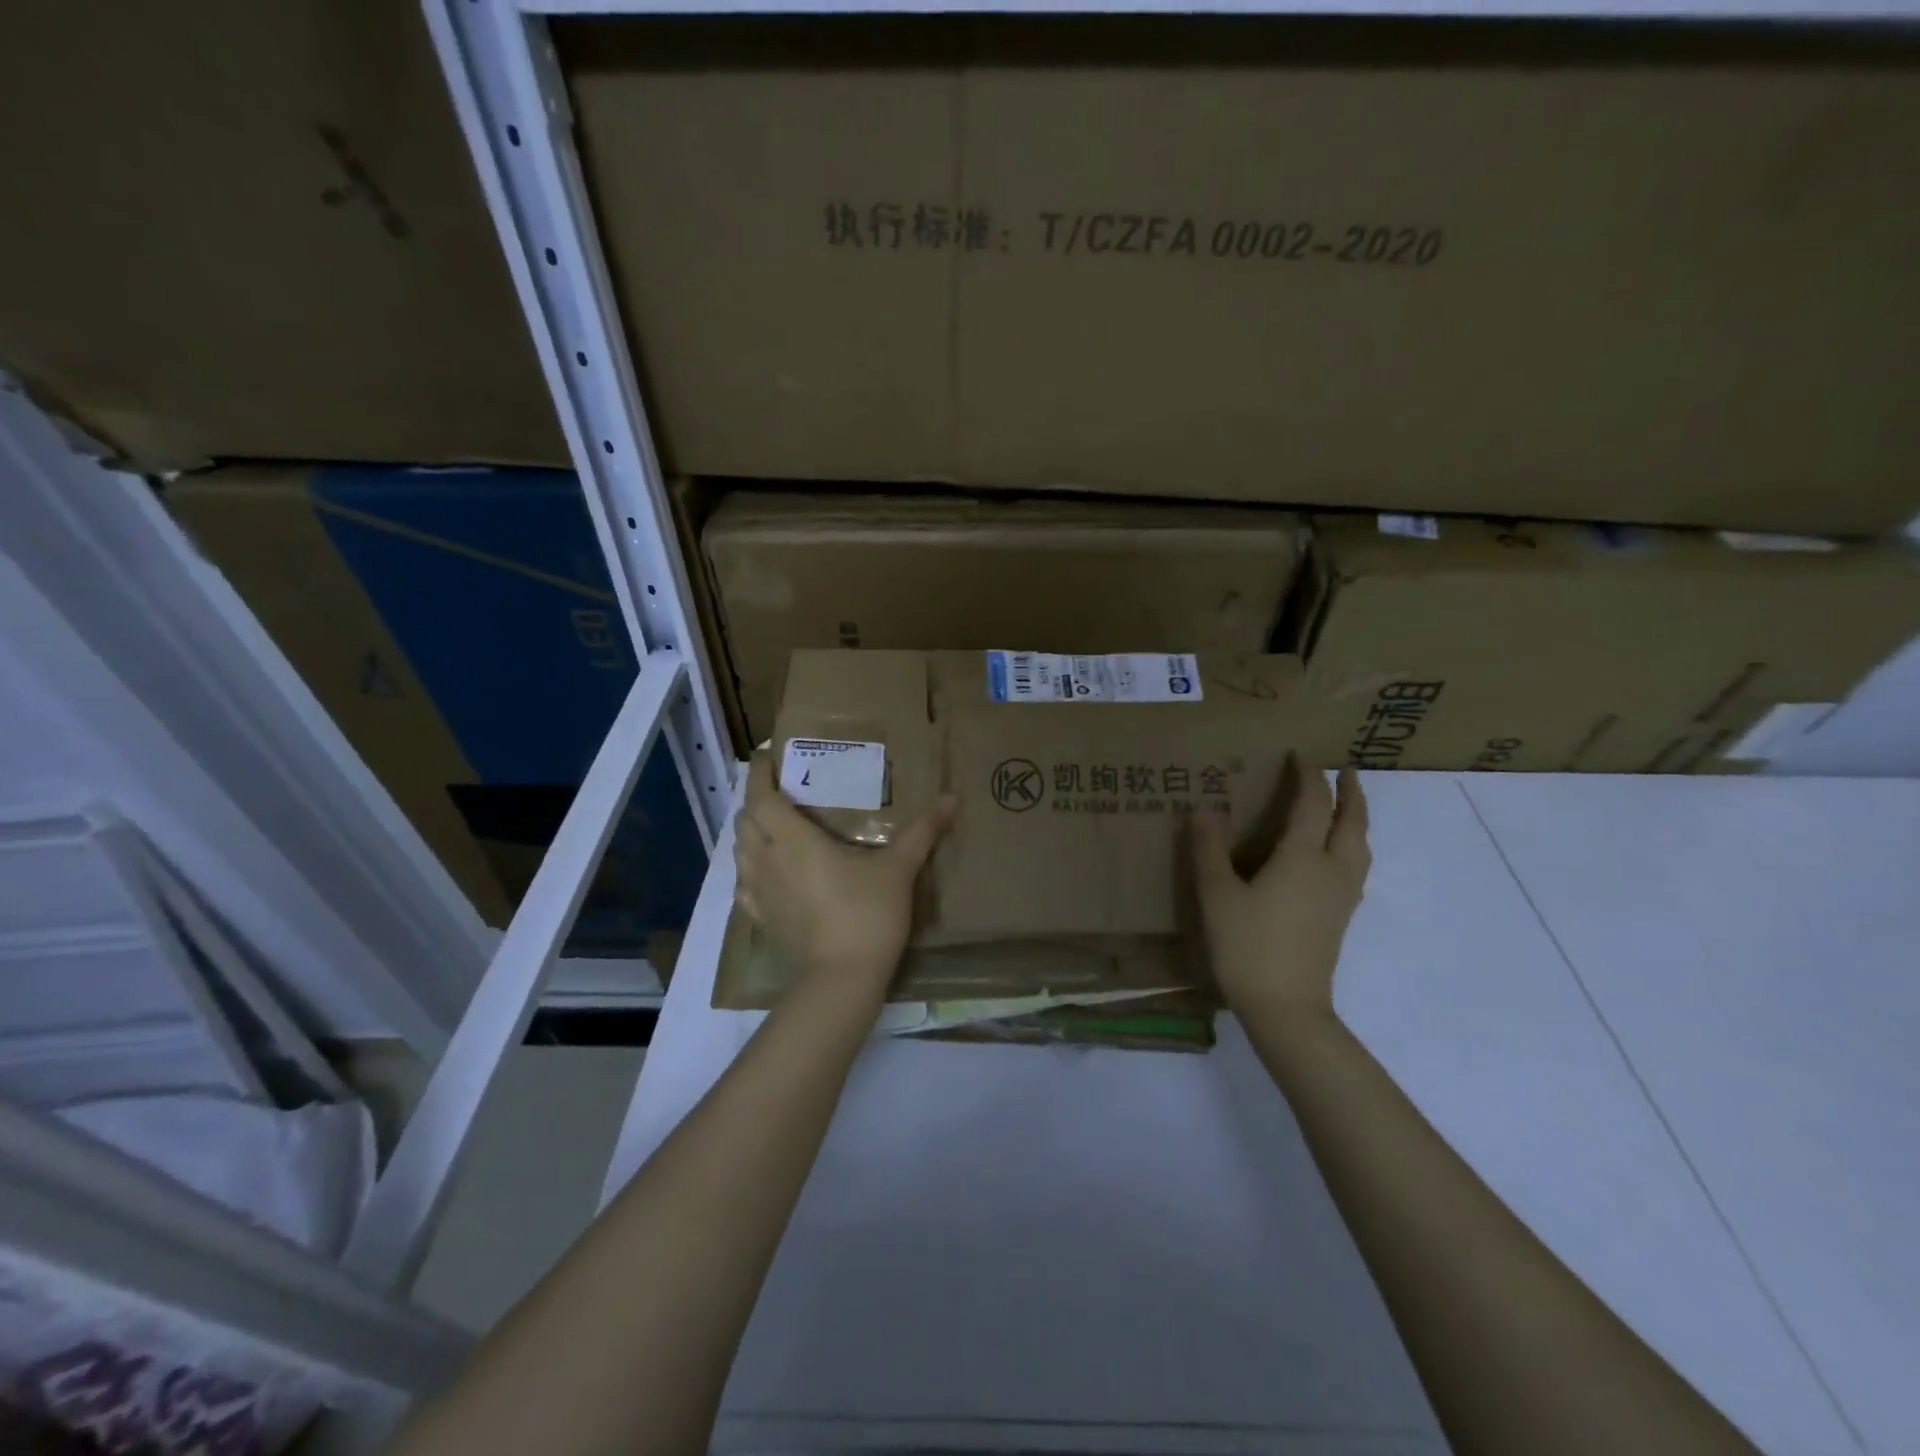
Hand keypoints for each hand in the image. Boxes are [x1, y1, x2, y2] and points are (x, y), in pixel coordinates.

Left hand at [734, 756, 956, 994]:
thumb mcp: (900, 868)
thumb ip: (923, 831)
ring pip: (739, 851)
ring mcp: (760, 892)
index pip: (761, 796)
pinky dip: (748, 868)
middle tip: (779, 791)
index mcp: (794, 840)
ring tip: (773, 826)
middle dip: (755, 800)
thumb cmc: (868, 913)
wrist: (843, 977)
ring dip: (750, 832)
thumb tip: (952, 798)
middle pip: (745, 820)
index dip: (758, 773)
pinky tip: (766, 871)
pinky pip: (743, 884)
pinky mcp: (761, 918)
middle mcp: (768, 860)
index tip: (767, 757)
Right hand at [1192, 762, 1370, 1028]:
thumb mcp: (1217, 895)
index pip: (1312, 804)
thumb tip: (1204, 809)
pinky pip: (1356, 866)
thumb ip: (1209, 849)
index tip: (1300, 755)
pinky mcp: (1341, 917)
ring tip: (1346, 807)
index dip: (1307, 776)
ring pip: (1360, 845)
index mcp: (1302, 857)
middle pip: (1352, 821)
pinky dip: (1352, 845)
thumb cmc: (1248, 946)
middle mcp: (1331, 870)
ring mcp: (1342, 896)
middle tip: (1344, 771)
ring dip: (1357, 818)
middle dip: (1350, 792)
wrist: (1285, 1007)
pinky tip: (1336, 855)